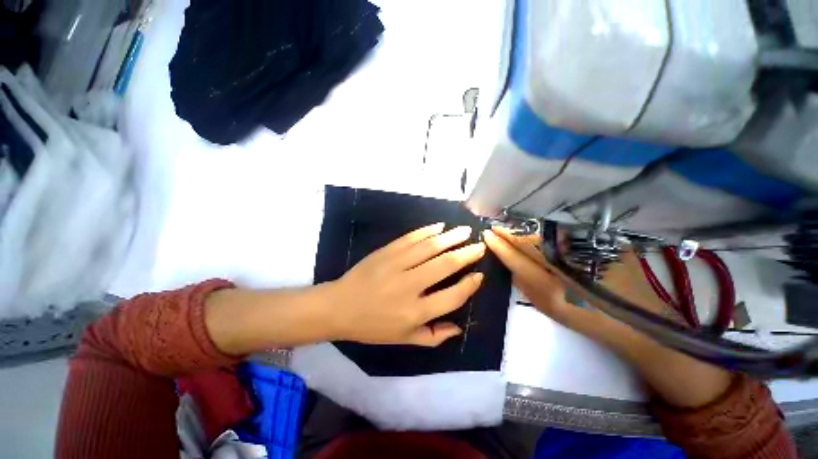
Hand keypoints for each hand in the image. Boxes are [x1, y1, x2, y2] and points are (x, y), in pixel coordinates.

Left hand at [329, 223, 485, 346]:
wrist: (339, 307)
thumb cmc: (372, 326)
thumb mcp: (403, 339)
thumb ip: (433, 336)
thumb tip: (458, 327)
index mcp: (415, 312)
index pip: (452, 296)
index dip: (469, 285)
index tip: (479, 275)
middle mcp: (409, 286)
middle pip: (445, 265)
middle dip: (466, 254)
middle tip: (480, 245)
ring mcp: (396, 265)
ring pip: (430, 247)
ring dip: (450, 237)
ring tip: (465, 231)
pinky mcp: (386, 252)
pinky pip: (410, 238)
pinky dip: (427, 231)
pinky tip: (439, 227)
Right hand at [483, 228, 733, 407]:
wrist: (641, 323)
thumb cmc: (591, 318)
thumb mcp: (550, 307)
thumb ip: (525, 282)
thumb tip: (507, 259)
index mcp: (557, 286)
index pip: (519, 256)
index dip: (501, 243)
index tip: (488, 233)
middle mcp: (573, 262)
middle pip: (532, 239)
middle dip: (511, 231)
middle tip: (497, 225)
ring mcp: (591, 249)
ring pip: (547, 231)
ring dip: (526, 226)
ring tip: (512, 224)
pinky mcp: (606, 241)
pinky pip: (566, 229)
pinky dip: (548, 226)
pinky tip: (538, 224)